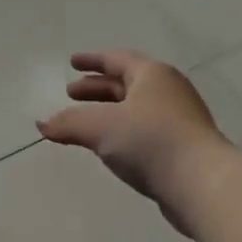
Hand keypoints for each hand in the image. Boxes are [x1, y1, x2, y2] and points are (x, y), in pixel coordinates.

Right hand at [38, 52, 231, 235]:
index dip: (93, 61)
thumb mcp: (100, 127)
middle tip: (70, 94)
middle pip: (127, 84)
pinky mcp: (181, 148)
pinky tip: (110, 147)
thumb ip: (68, 123)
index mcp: (152, 75)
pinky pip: (144, 131)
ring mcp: (179, 120)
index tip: (72, 62)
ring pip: (135, 109)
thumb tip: (41, 124)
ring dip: (109, 112)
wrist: (200, 182)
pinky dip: (122, 131)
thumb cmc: (150, 141)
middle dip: (97, 88)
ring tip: (85, 123)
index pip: (118, 60)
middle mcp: (168, 91)